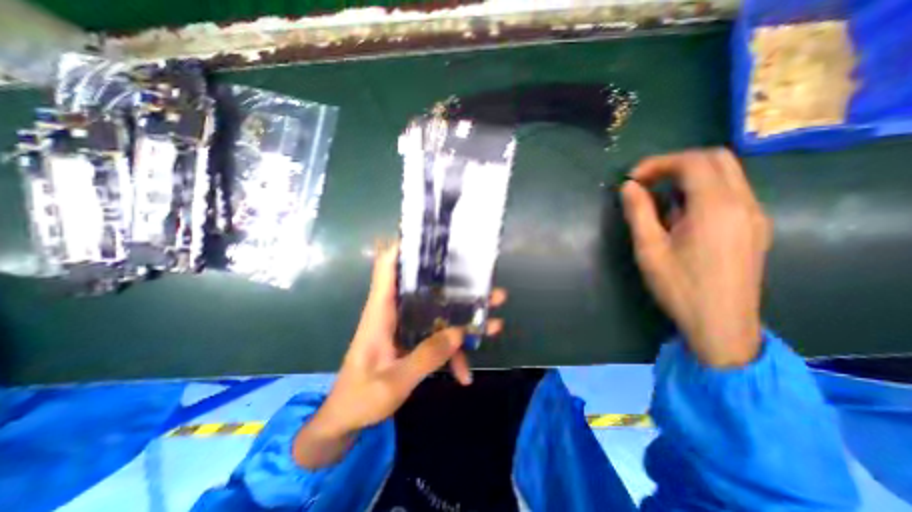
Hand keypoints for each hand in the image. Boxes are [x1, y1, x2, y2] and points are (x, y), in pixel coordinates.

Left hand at [294, 243, 501, 464]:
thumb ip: (426, 357)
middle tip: (488, 286)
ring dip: (465, 319)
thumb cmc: (360, 397)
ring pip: (440, 313)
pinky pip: (437, 338)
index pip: (387, 267)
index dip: (403, 247)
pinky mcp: (413, 340)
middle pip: (428, 289)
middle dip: (459, 287)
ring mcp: (407, 326)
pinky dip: (452, 352)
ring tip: (495, 322)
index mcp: (381, 312)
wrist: (346, 420)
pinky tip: (465, 373)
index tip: (429, 236)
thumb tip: (459, 332)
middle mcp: (396, 312)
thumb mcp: (393, 382)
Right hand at [620, 148, 768, 368]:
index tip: (632, 178)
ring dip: (689, 177)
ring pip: (726, 175)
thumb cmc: (679, 287)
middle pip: (716, 159)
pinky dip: (703, 191)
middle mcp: (744, 203)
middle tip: (647, 182)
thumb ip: (638, 212)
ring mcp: (754, 215)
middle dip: (676, 164)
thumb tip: (629, 187)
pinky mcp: (755, 227)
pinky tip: (682, 215)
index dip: (659, 163)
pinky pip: (731, 193)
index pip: (693, 162)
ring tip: (660, 200)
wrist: (721, 324)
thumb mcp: (649, 249)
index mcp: (716, 208)